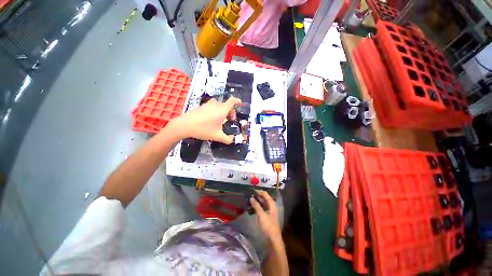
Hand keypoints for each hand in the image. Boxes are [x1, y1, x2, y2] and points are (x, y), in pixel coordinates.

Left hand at [173, 97, 241, 143]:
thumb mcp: (217, 136)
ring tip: (220, 120)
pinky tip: (211, 119)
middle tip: (229, 120)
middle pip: (226, 105)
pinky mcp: (202, 106)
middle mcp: (216, 105)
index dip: (237, 101)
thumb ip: (227, 139)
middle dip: (230, 112)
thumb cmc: (203, 129)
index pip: (232, 101)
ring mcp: (208, 105)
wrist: (185, 125)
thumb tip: (232, 140)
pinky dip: (215, 111)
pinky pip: (212, 106)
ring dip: (223, 111)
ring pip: (219, 105)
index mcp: (222, 110)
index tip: (240, 104)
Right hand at [250, 190, 280, 239]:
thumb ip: (256, 205)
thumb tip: (251, 197)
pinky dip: (257, 207)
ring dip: (257, 201)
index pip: (265, 194)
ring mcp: (270, 211)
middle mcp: (271, 206)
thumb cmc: (268, 226)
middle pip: (264, 198)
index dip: (259, 191)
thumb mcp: (261, 215)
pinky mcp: (267, 216)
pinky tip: (252, 208)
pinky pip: (262, 208)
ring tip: (249, 200)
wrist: (273, 240)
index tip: (251, 190)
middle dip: (257, 196)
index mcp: (272, 204)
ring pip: (263, 203)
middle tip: (249, 195)